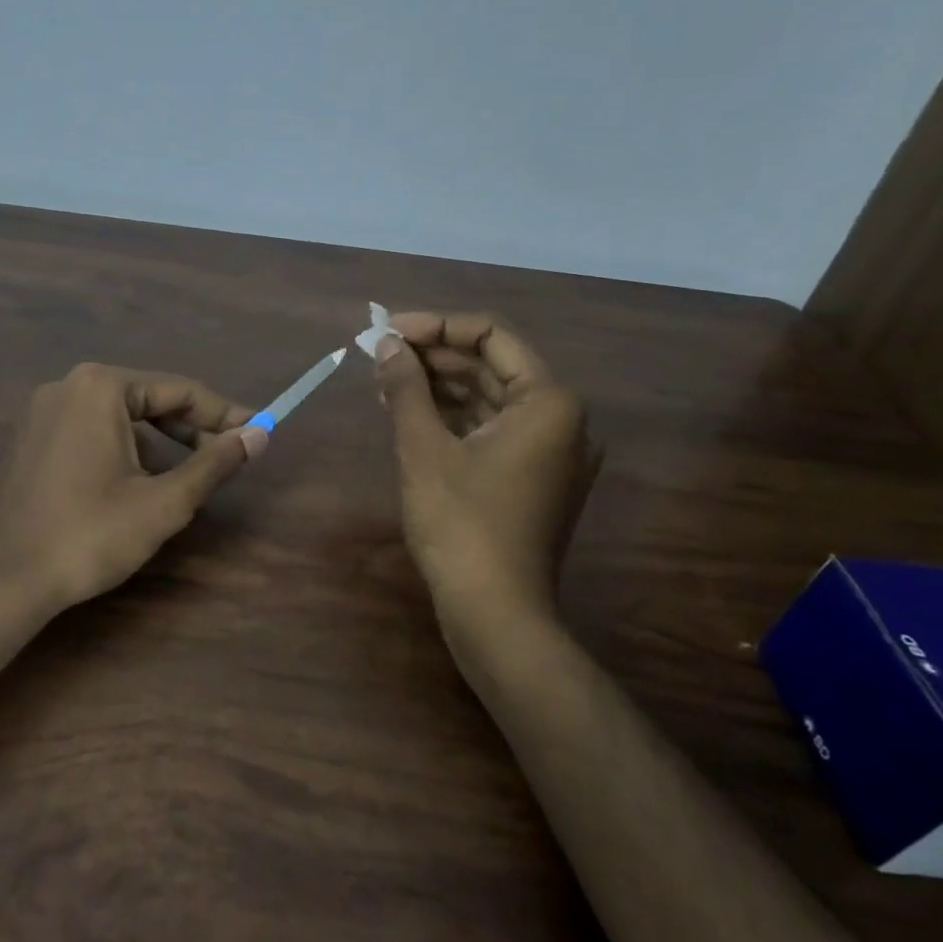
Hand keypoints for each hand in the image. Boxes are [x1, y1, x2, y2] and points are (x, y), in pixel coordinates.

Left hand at [0, 363, 266, 612]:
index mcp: (101, 387)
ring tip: (187, 477)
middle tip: (227, 458)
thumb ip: (215, 463)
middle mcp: (68, 386)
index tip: (257, 433)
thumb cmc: (91, 535)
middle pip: (149, 398)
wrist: (6, 581)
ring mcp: (43, 411)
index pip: (180, 390)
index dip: (224, 414)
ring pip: (121, 416)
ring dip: (160, 441)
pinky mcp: (31, 438)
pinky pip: (92, 430)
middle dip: (191, 428)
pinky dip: (125, 448)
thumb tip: (259, 435)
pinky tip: (139, 483)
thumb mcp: (165, 501)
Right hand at [373, 312, 599, 642]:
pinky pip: (492, 430)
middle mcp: (562, 420)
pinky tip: (410, 413)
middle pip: (492, 367)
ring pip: (490, 399)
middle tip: (380, 354)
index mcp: (549, 402)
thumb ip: (406, 387)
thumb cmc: (461, 525)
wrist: (495, 614)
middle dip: (434, 357)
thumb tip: (386, 343)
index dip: (436, 327)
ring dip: (439, 387)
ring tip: (385, 380)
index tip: (389, 331)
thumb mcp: (424, 449)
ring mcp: (550, 452)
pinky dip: (453, 418)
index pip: (492, 337)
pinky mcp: (533, 478)